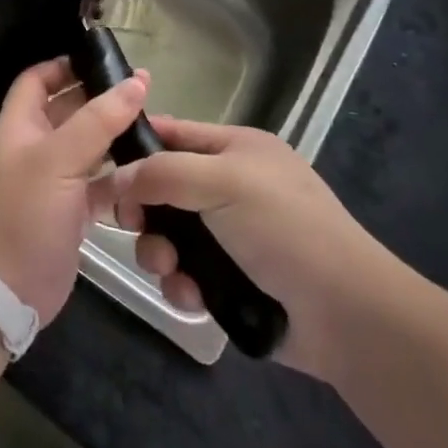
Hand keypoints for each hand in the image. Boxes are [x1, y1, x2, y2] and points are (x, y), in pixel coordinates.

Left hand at [0, 57, 147, 323]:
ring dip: (116, 138)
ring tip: (156, 126)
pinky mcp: (71, 214)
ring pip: (89, 149)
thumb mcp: (57, 160)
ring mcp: (54, 183)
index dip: (65, 66)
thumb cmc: (22, 213)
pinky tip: (151, 172)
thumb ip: (98, 120)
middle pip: (68, 112)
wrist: (3, 291)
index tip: (104, 60)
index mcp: (20, 126)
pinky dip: (122, 179)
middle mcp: (35, 149)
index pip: (38, 80)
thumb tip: (137, 82)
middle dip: (101, 100)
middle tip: (143, 91)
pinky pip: (101, 186)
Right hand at [111, 116, 408, 377]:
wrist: (345, 313)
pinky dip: (183, 286)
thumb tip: (115, 180)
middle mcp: (231, 187)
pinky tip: (193, 299)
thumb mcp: (223, 182)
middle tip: (131, 226)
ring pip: (170, 236)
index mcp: (236, 149)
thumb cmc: (284, 229)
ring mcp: (231, 236)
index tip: (102, 170)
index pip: (174, 134)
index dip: (137, 147)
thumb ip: (162, 173)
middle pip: (163, 189)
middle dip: (145, 211)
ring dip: (160, 253)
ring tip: (170, 270)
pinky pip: (186, 275)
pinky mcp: (230, 281)